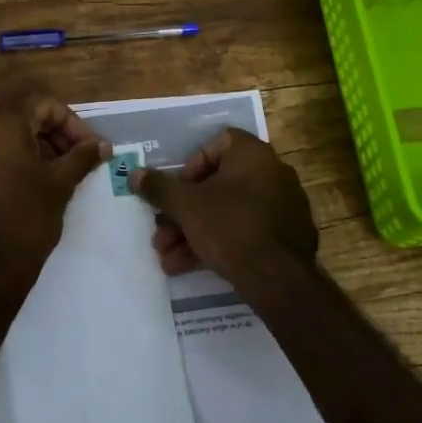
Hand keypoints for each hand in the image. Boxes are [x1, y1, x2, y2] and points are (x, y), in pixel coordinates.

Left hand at [0, 84, 107, 273]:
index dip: (71, 121)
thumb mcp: (60, 184)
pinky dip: (15, 157)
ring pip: (6, 132)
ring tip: (61, 170)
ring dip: (36, 143)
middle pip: (22, 113)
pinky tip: (36, 181)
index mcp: (1, 124)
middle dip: (54, 130)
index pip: (42, 102)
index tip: (90, 147)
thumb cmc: (27, 220)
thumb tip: (103, 145)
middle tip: (78, 156)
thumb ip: (82, 157)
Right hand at [132, 128, 318, 283]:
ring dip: (193, 233)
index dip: (191, 165)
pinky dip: (219, 243)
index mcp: (253, 155)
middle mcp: (273, 174)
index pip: (218, 143)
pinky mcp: (286, 236)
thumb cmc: (229, 227)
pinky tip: (191, 267)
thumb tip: (135, 174)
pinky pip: (246, 231)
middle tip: (161, 235)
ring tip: (168, 259)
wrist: (278, 279)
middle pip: (218, 186)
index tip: (176, 191)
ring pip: (228, 213)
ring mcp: (283, 206)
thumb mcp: (186, 207)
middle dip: (184, 213)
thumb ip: (159, 188)